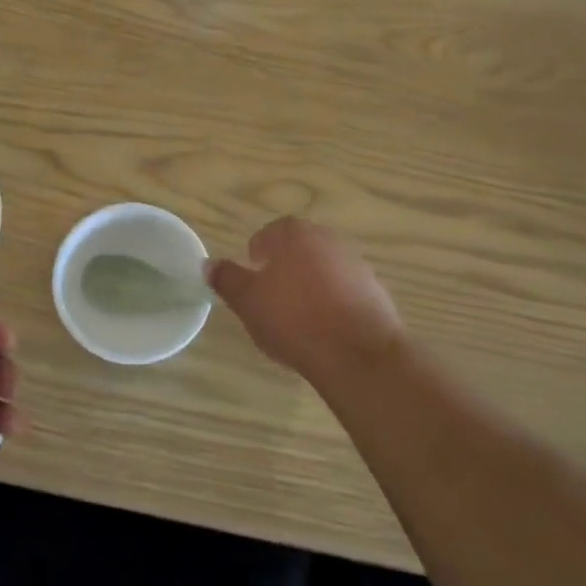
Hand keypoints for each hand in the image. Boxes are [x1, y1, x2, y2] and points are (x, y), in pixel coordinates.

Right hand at [207, 217, 402, 378]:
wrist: (358, 352)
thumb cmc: (293, 318)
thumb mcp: (247, 301)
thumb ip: (227, 279)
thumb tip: (209, 264)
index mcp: (294, 233)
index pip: (268, 234)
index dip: (256, 257)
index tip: (251, 282)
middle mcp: (327, 239)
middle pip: (298, 250)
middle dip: (283, 271)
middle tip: (270, 302)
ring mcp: (356, 265)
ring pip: (322, 271)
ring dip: (309, 288)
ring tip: (297, 322)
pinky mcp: (376, 292)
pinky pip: (344, 293)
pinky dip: (332, 306)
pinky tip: (324, 333)